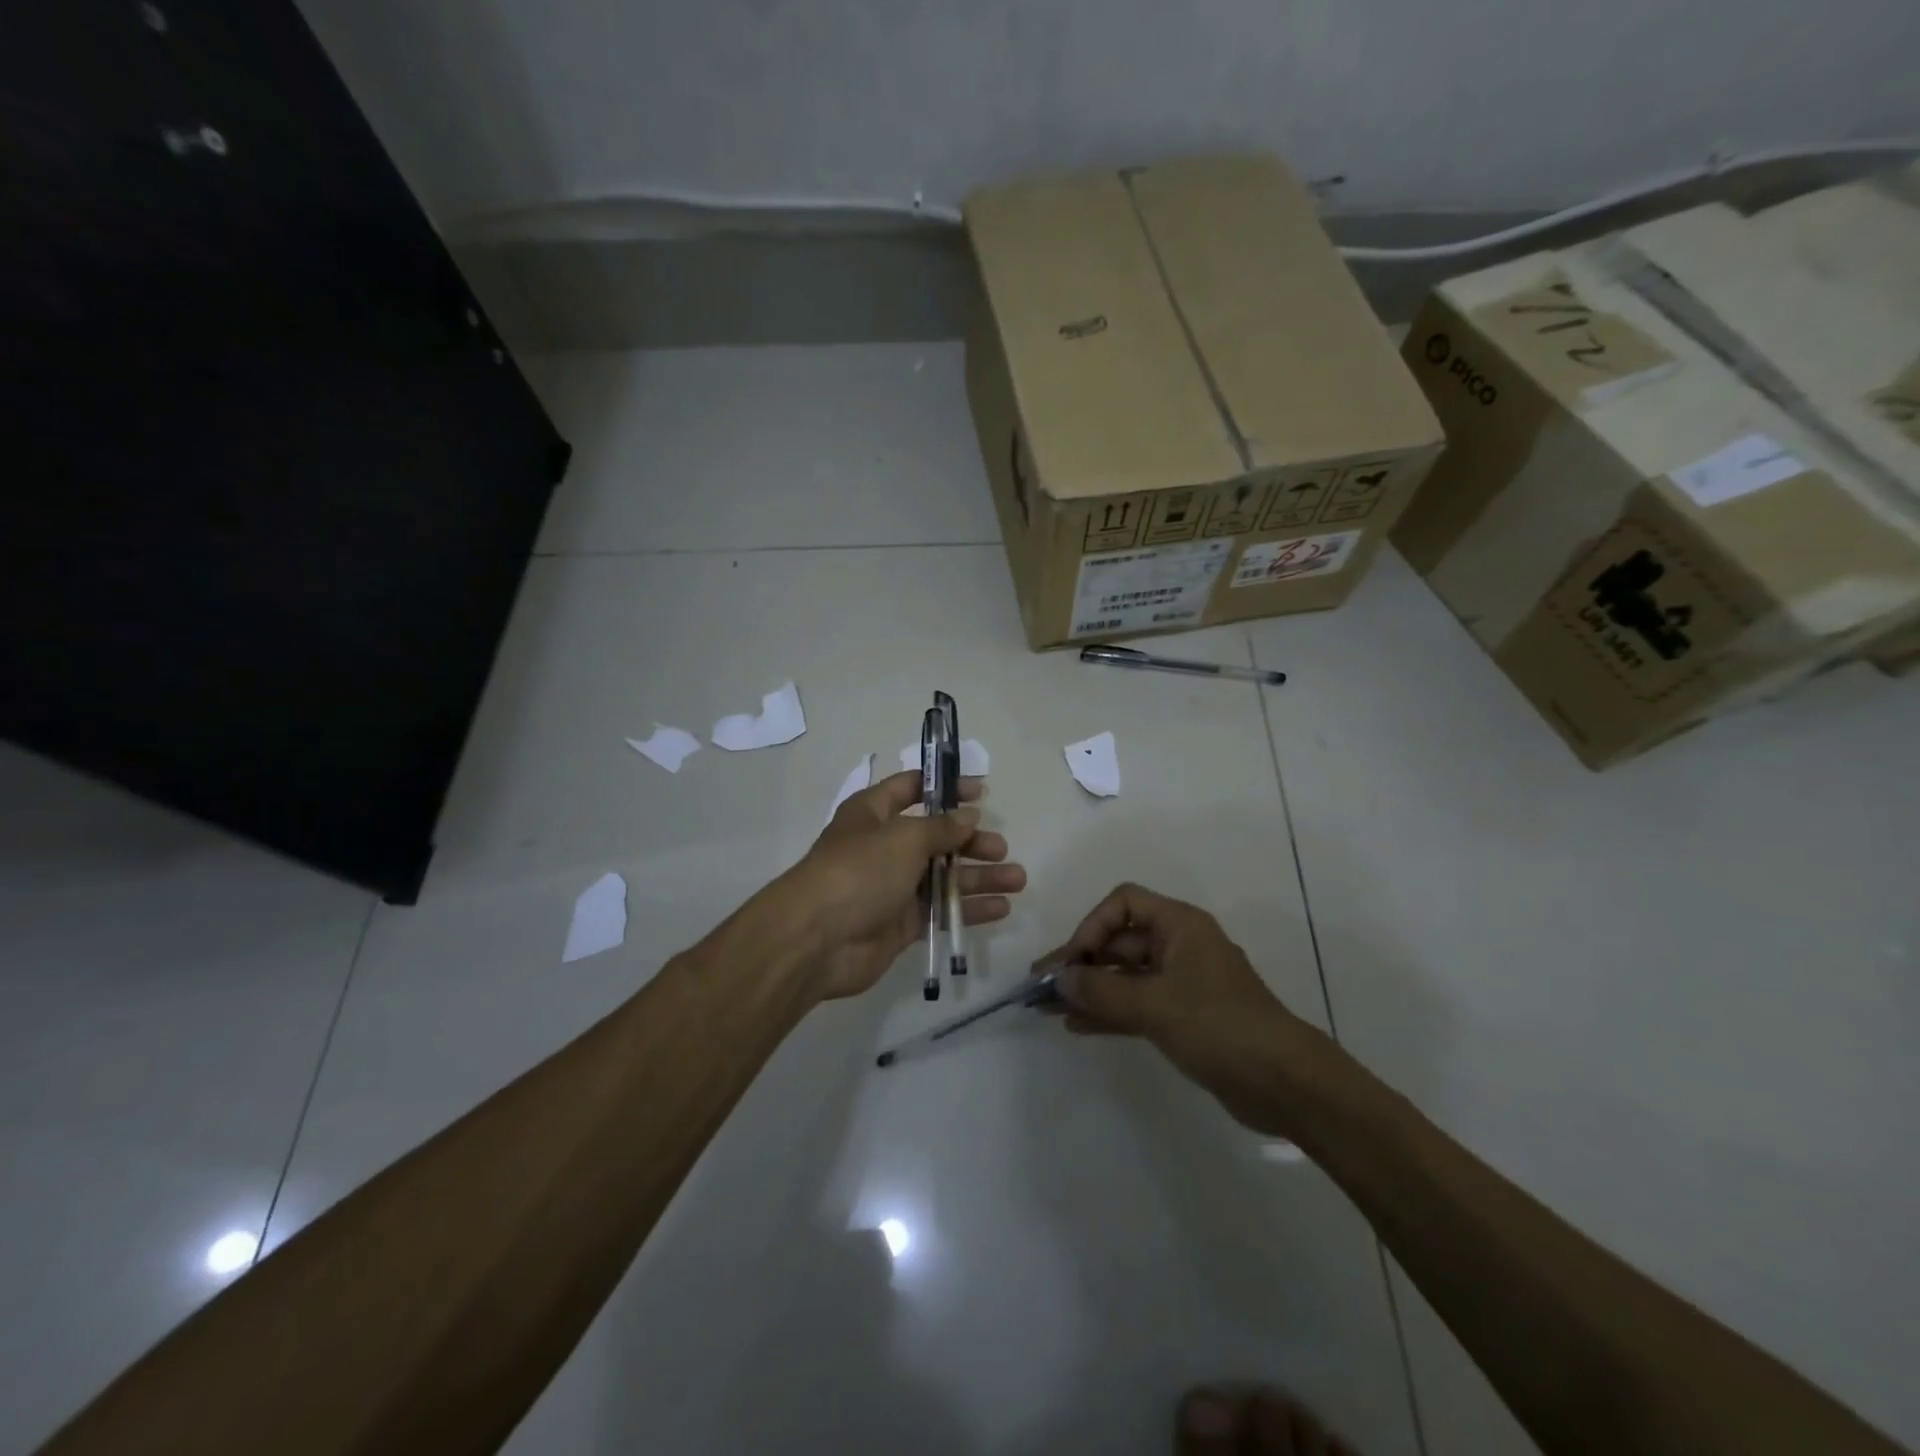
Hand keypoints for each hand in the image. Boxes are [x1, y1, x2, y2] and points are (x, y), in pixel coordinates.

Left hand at [783, 771, 1025, 1000]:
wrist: (817, 940)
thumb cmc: (860, 871)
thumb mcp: (904, 838)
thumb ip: (941, 828)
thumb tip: (969, 816)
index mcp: (873, 813)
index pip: (912, 788)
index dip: (946, 788)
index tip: (982, 793)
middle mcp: (883, 846)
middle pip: (935, 837)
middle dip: (970, 840)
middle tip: (1001, 847)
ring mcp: (892, 887)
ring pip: (944, 876)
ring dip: (980, 876)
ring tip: (1018, 879)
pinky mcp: (901, 923)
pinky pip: (941, 911)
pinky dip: (969, 908)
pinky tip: (1002, 908)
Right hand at [1036, 883, 1322, 1137]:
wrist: (1285, 1083)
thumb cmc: (1220, 1026)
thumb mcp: (1155, 1005)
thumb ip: (1102, 991)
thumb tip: (1059, 979)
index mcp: (1180, 926)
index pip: (1124, 903)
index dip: (1092, 926)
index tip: (1072, 962)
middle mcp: (1179, 947)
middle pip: (1119, 942)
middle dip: (1081, 963)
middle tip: (1041, 987)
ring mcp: (1181, 984)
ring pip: (1124, 977)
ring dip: (1089, 990)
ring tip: (1048, 1009)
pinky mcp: (1183, 1018)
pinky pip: (1136, 1005)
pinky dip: (1108, 1012)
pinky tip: (1077, 1026)